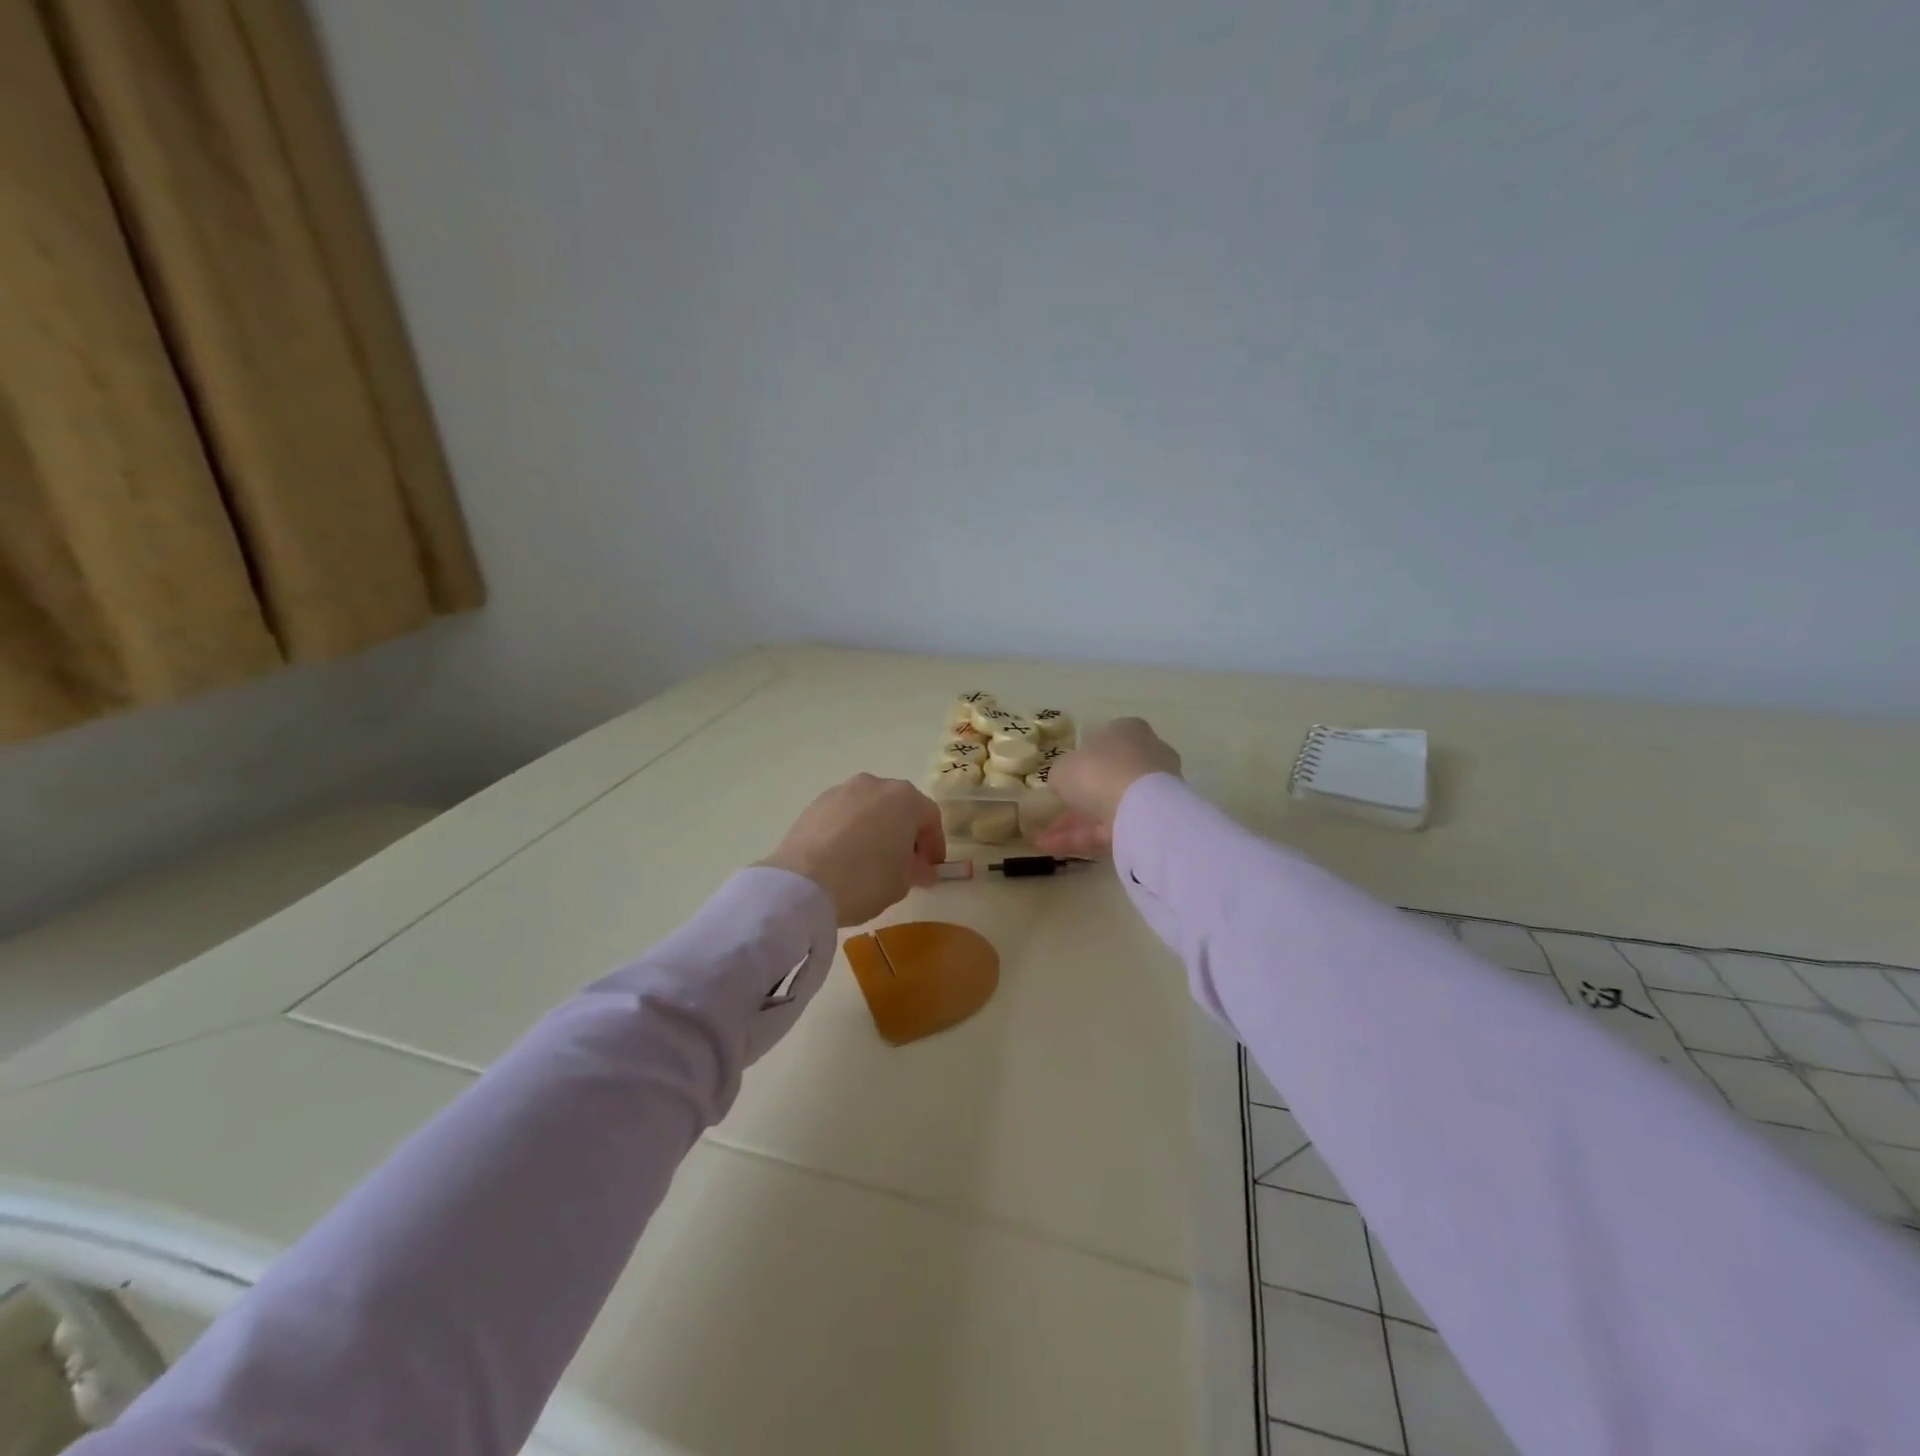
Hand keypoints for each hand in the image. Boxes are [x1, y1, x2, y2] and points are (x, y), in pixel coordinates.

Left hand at [759, 774, 947, 925]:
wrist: (802, 883)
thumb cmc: (865, 879)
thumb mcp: (902, 883)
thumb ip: (917, 870)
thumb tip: (921, 868)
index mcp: (905, 799)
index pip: (930, 818)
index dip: (934, 844)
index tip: (932, 868)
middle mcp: (875, 785)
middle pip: (899, 807)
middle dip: (905, 833)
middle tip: (903, 863)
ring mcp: (842, 791)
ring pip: (869, 808)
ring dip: (876, 828)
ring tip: (870, 859)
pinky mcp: (815, 804)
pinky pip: (843, 815)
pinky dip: (849, 830)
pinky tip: (843, 856)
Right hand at [1034, 717, 1181, 857]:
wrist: (1141, 808)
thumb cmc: (1099, 771)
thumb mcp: (1063, 767)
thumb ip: (1062, 774)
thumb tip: (1063, 783)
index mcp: (1127, 731)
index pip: (1102, 743)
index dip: (1080, 762)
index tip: (1062, 779)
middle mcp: (1146, 756)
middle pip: (1106, 778)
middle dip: (1078, 799)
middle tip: (1054, 813)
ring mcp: (1153, 790)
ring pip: (1108, 807)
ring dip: (1076, 825)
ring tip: (1044, 841)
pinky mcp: (1154, 821)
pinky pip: (1114, 828)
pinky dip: (1085, 838)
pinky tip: (1056, 849)